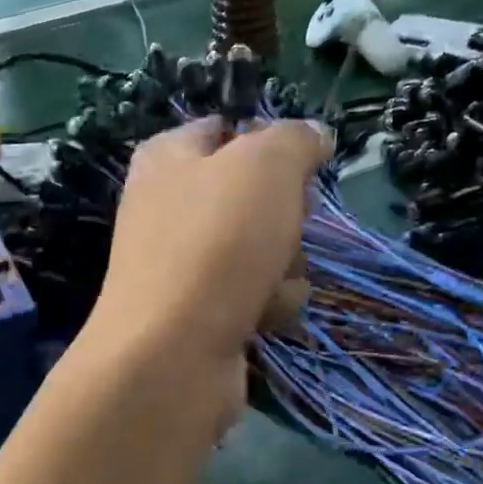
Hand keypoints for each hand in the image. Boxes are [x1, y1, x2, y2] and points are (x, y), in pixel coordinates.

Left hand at [83, 116, 331, 418]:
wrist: (173, 353)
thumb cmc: (216, 242)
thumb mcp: (265, 164)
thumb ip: (294, 139)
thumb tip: (314, 136)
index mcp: (168, 157)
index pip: (225, 129)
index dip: (269, 142)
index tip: (302, 162)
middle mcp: (170, 208)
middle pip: (254, 195)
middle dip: (285, 213)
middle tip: (286, 225)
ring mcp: (186, 266)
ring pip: (265, 248)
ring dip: (285, 264)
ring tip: (269, 281)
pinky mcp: (203, 314)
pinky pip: (257, 296)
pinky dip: (269, 304)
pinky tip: (262, 316)